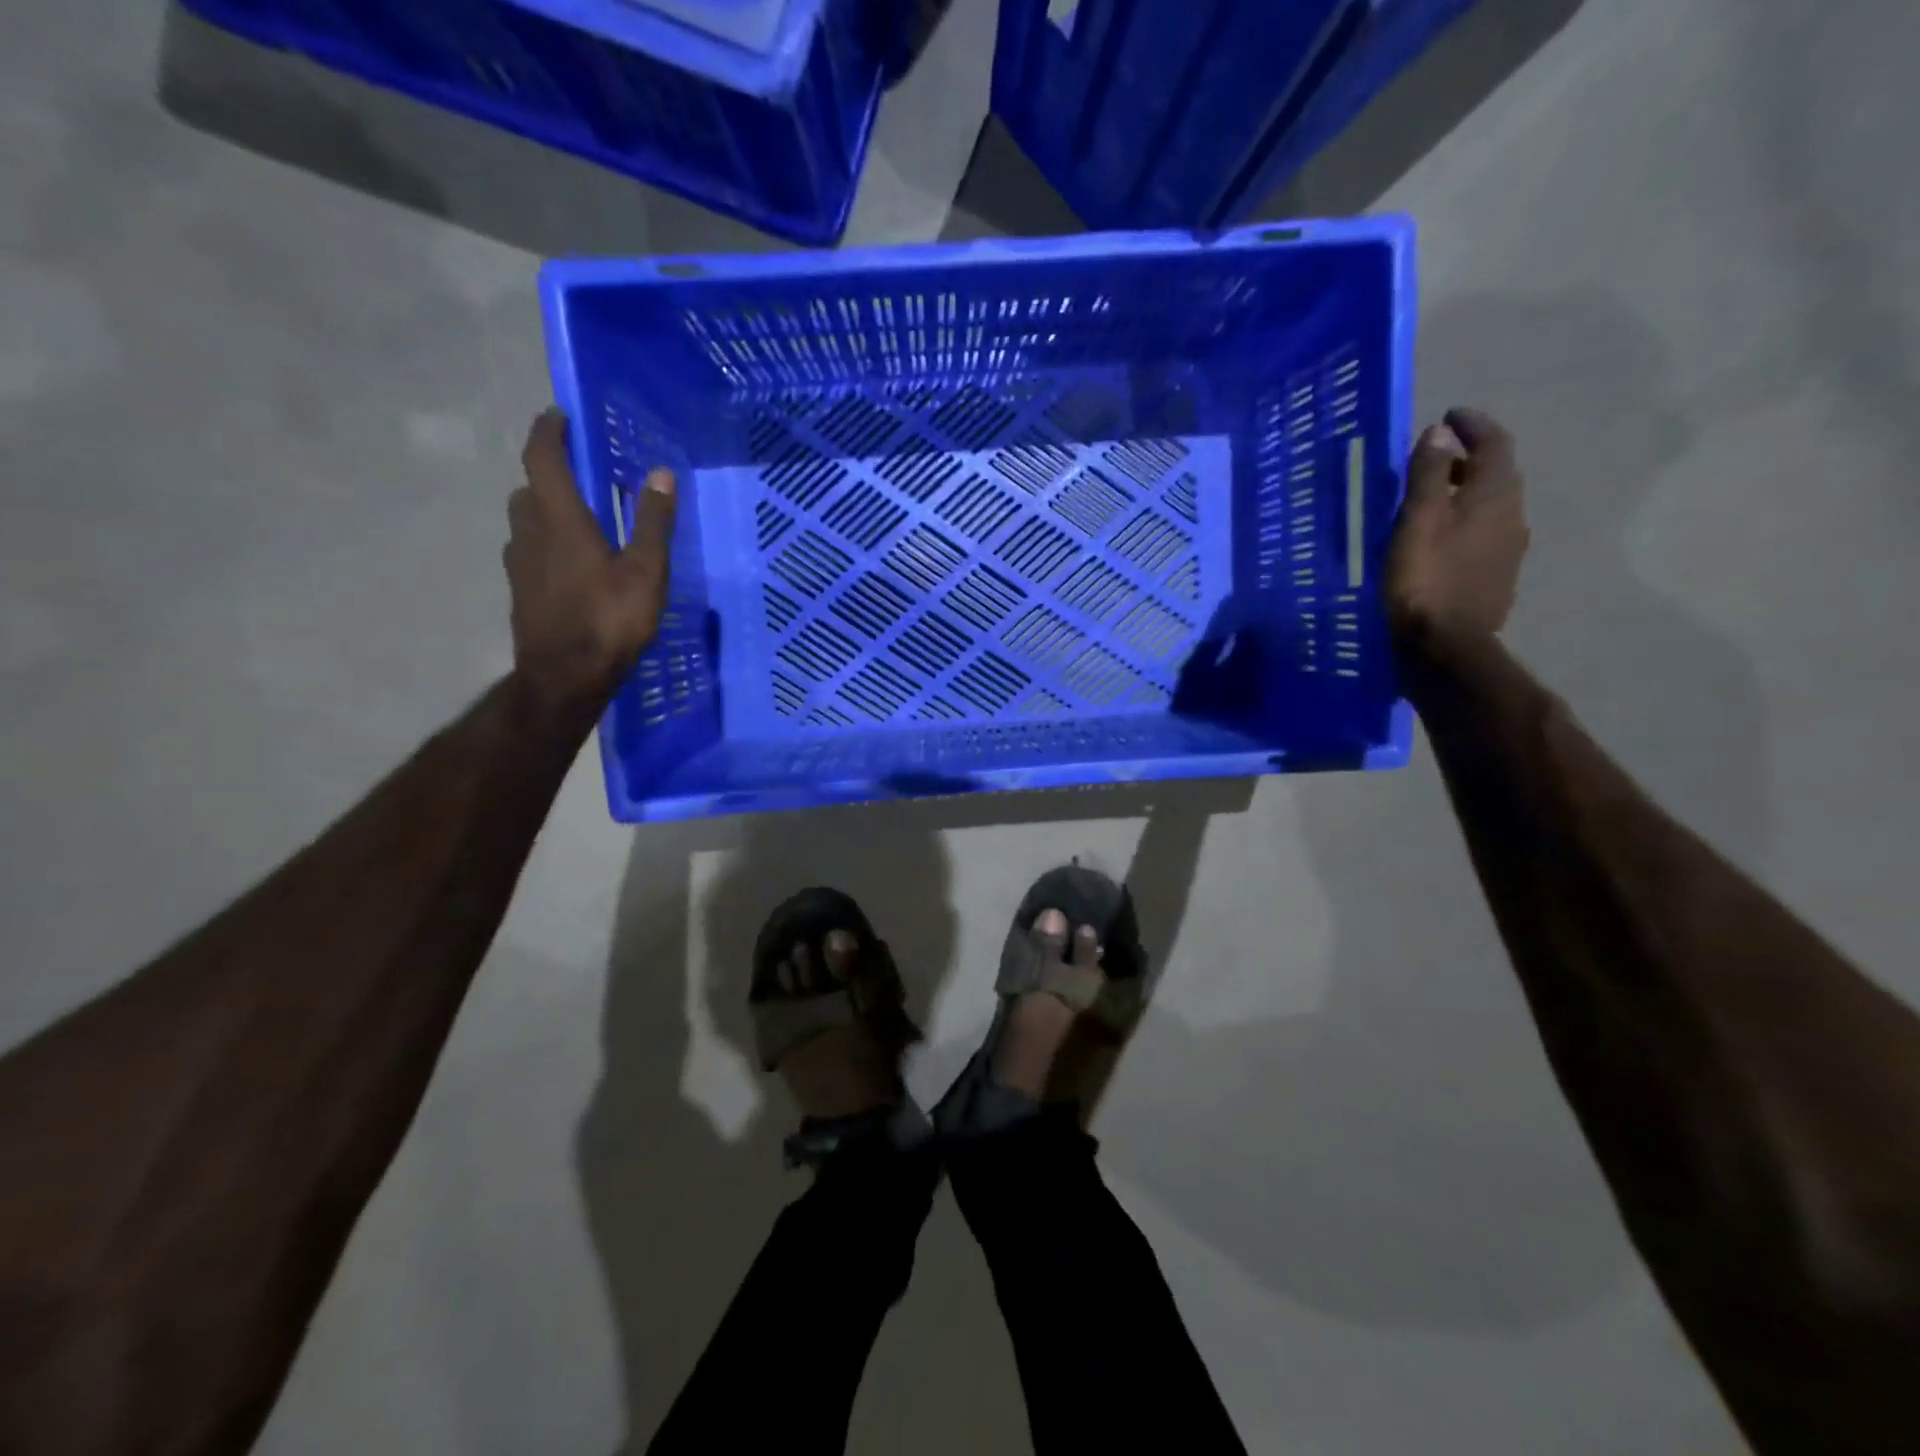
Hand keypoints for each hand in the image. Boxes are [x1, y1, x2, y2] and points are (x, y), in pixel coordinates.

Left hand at [505, 409, 675, 712]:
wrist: (564, 677)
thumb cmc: (609, 620)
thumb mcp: (646, 571)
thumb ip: (653, 522)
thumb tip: (659, 473)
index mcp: (559, 518)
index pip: (542, 457)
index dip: (548, 431)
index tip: (560, 416)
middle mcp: (530, 531)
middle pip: (531, 488)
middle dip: (552, 474)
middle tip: (584, 476)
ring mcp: (519, 562)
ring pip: (527, 520)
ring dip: (548, 509)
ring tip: (583, 521)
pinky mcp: (520, 589)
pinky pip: (531, 550)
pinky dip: (548, 542)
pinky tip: (575, 565)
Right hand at [1385, 407, 1528, 645]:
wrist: (1445, 649)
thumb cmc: (1424, 581)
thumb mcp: (1416, 522)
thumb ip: (1427, 475)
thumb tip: (1440, 433)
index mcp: (1493, 496)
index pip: (1494, 444)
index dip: (1473, 425)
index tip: (1449, 415)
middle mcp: (1512, 516)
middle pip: (1497, 475)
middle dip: (1468, 459)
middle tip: (1434, 458)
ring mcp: (1508, 551)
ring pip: (1491, 508)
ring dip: (1466, 494)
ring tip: (1432, 499)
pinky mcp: (1495, 579)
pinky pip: (1484, 536)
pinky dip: (1464, 524)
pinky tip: (1440, 540)